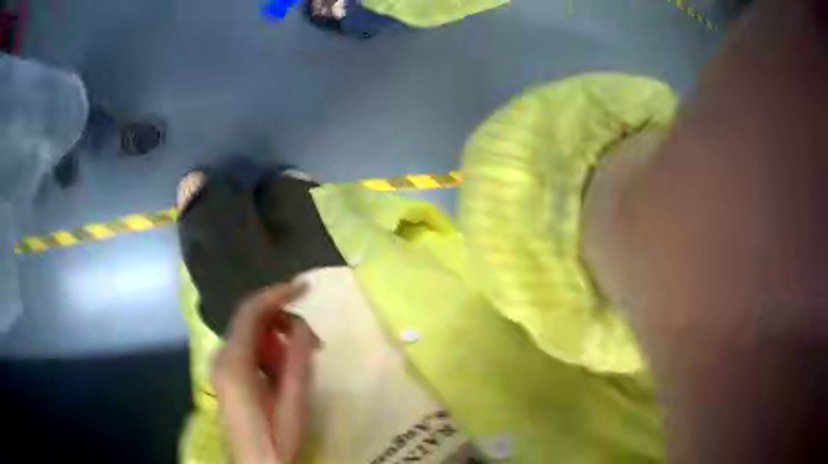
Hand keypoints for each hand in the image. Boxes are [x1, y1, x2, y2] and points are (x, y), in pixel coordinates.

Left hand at [212, 283, 317, 463]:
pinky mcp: (226, 376)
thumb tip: (302, 325)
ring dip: (276, 337)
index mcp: (234, 362)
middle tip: (313, 340)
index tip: (304, 287)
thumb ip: (296, 359)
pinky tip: (285, 369)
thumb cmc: (277, 438)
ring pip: (249, 335)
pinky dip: (268, 350)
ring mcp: (221, 367)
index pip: (251, 311)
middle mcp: (221, 357)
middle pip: (249, 320)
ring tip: (303, 357)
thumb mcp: (293, 401)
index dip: (277, 293)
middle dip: (282, 319)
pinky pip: (247, 350)